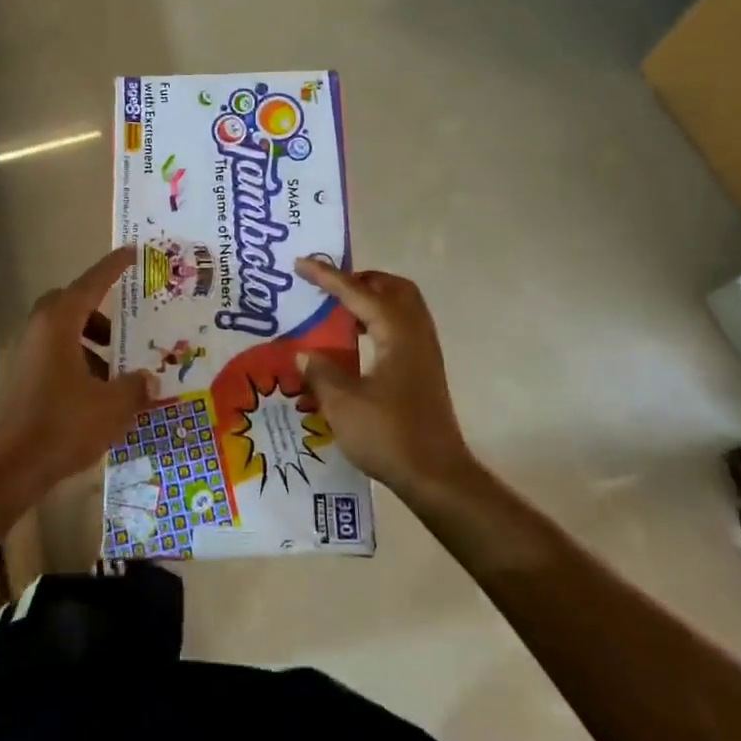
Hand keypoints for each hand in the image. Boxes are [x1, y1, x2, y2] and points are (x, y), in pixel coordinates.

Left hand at [0, 247, 152, 506]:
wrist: (4, 471)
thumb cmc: (60, 427)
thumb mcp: (112, 407)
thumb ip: (136, 387)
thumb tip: (149, 380)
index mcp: (58, 323)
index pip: (91, 283)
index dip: (113, 267)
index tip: (131, 252)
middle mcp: (35, 329)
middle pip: (71, 305)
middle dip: (100, 313)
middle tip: (124, 330)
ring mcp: (19, 354)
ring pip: (60, 333)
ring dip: (88, 343)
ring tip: (114, 373)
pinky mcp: (14, 379)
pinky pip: (49, 356)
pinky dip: (73, 362)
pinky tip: (91, 396)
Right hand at [294, 257, 475, 500]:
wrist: (438, 477)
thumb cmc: (389, 436)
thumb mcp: (343, 404)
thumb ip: (321, 372)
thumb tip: (304, 353)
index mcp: (397, 333)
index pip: (358, 292)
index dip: (328, 277)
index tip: (302, 263)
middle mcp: (416, 333)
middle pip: (392, 288)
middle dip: (360, 280)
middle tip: (329, 287)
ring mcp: (424, 351)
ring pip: (401, 306)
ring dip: (371, 299)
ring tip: (339, 311)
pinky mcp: (425, 369)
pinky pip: (402, 326)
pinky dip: (378, 321)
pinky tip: (356, 343)